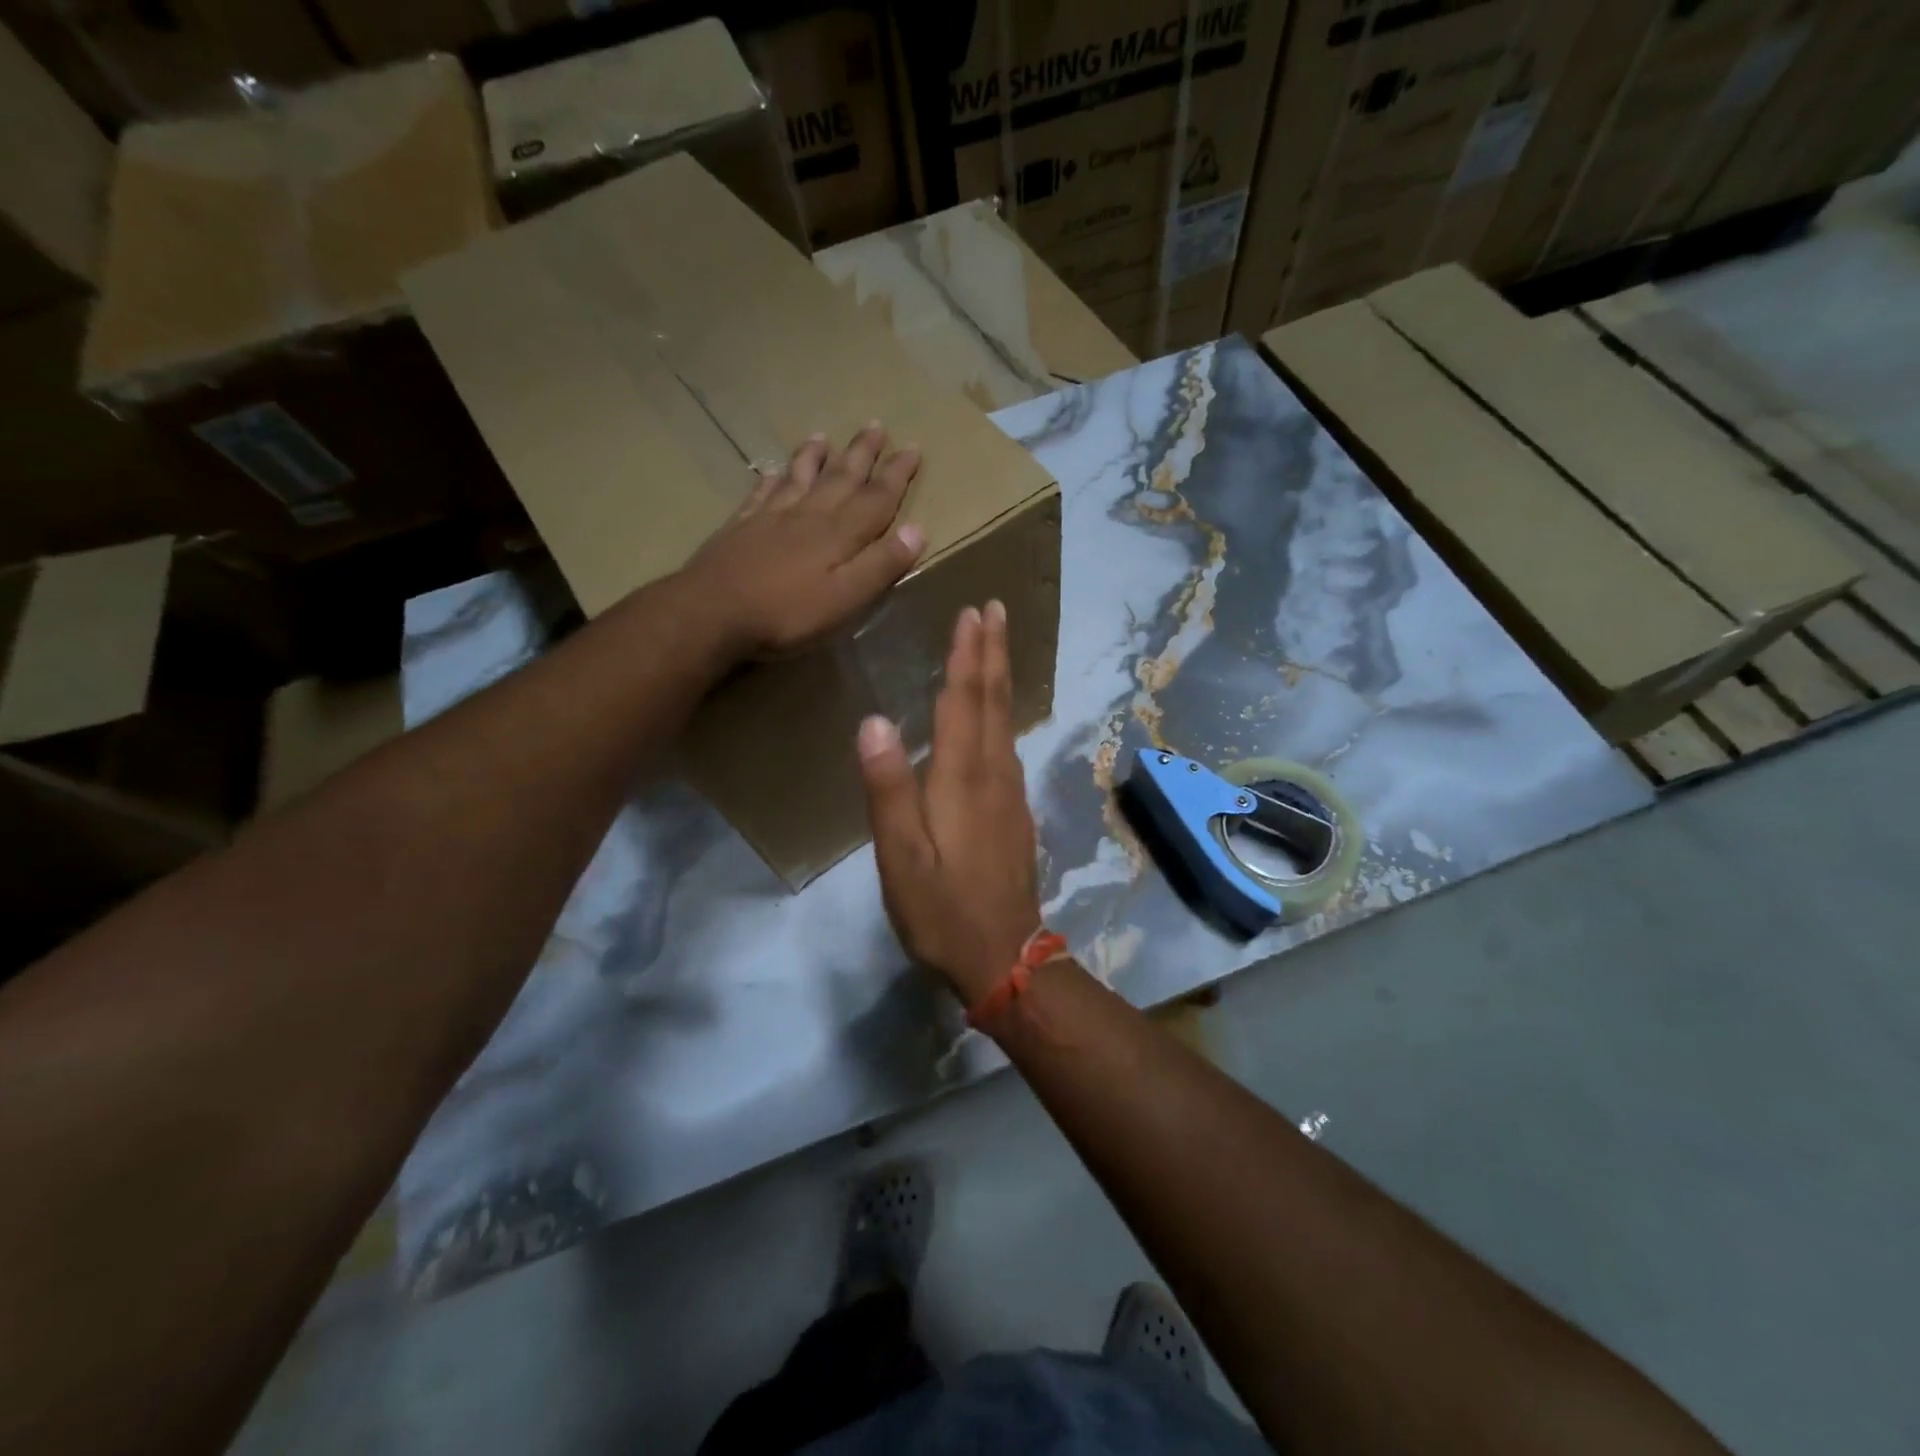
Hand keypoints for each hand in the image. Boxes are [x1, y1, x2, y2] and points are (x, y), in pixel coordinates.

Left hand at [679, 424, 924, 657]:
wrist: (713, 612)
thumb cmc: (787, 613)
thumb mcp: (846, 598)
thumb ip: (881, 565)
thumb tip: (917, 529)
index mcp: (839, 534)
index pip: (876, 498)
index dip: (896, 475)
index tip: (913, 448)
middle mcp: (808, 516)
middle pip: (840, 478)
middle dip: (862, 454)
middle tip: (876, 425)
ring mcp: (771, 518)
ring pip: (799, 477)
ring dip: (815, 457)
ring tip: (824, 436)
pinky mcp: (741, 527)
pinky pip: (762, 493)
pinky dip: (773, 479)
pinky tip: (773, 472)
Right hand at [857, 601, 1040, 1002]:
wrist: (1004, 956)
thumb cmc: (941, 908)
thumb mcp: (900, 856)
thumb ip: (887, 788)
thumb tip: (874, 721)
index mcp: (962, 778)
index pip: (964, 700)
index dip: (967, 654)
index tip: (972, 612)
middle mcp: (993, 774)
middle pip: (994, 700)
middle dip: (993, 651)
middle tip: (995, 609)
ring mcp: (1010, 793)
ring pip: (1005, 721)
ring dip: (1000, 677)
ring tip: (994, 646)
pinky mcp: (1015, 813)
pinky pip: (1007, 746)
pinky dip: (1000, 714)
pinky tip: (994, 717)